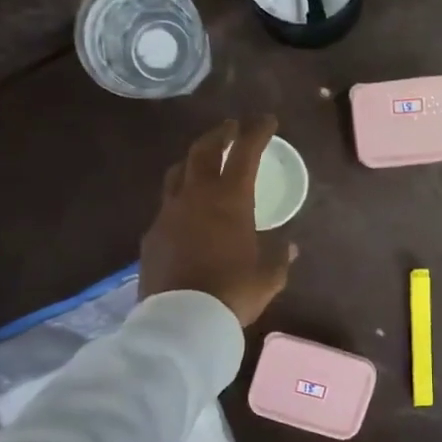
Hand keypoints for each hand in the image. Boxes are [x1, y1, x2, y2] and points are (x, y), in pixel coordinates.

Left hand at [140, 116, 295, 326]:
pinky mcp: (152, 234)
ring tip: (203, 161)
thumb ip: (279, 258)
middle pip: (203, 150)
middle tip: (230, 128)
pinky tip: (186, 212)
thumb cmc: (233, 293)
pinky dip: (180, 198)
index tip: (267, 120)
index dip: (257, 132)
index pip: (245, 153)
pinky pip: (166, 205)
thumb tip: (289, 247)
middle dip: (219, 134)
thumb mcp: (268, 278)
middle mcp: (196, 197)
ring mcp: (169, 213)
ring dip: (193, 160)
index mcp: (230, 200)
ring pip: (177, 172)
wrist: (182, 321)